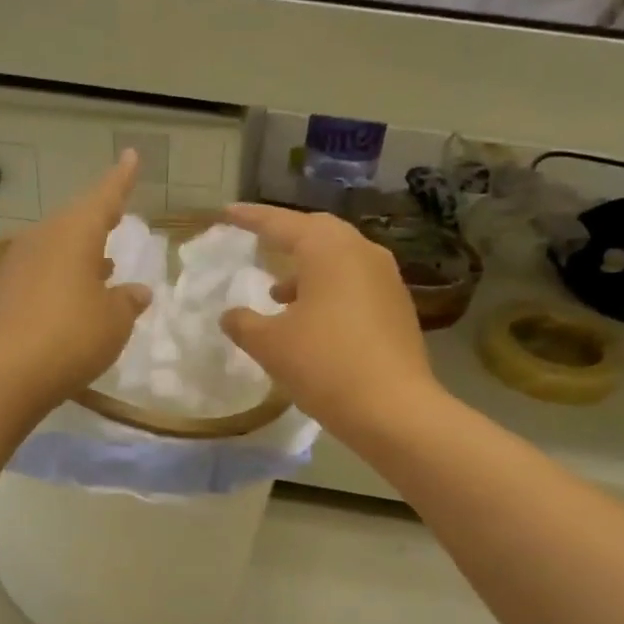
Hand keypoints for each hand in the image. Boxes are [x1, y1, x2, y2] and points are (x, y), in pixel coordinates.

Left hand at [0, 151, 152, 413]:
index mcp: (73, 235)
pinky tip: (64, 302)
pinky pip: (34, 275)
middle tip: (115, 220)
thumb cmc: (71, 338)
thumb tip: (136, 291)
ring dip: (76, 256)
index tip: (131, 156)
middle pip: (73, 223)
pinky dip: (55, 281)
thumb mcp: (113, 322)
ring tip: (99, 267)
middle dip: (96, 223)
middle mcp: (40, 239)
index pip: (104, 198)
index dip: (121, 180)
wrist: (4, 375)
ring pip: (52, 249)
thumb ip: (127, 302)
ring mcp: (13, 265)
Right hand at [220, 204, 438, 436]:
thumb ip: (243, 323)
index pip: (281, 224)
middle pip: (317, 233)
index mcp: (329, 250)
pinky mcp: (397, 307)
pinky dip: (328, 289)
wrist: (394, 410)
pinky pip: (354, 283)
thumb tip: (230, 315)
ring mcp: (386, 279)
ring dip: (306, 269)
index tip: (227, 213)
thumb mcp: (270, 345)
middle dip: (285, 237)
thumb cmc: (324, 365)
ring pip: (339, 259)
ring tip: (277, 293)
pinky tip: (311, 318)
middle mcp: (362, 253)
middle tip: (259, 242)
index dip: (251, 218)